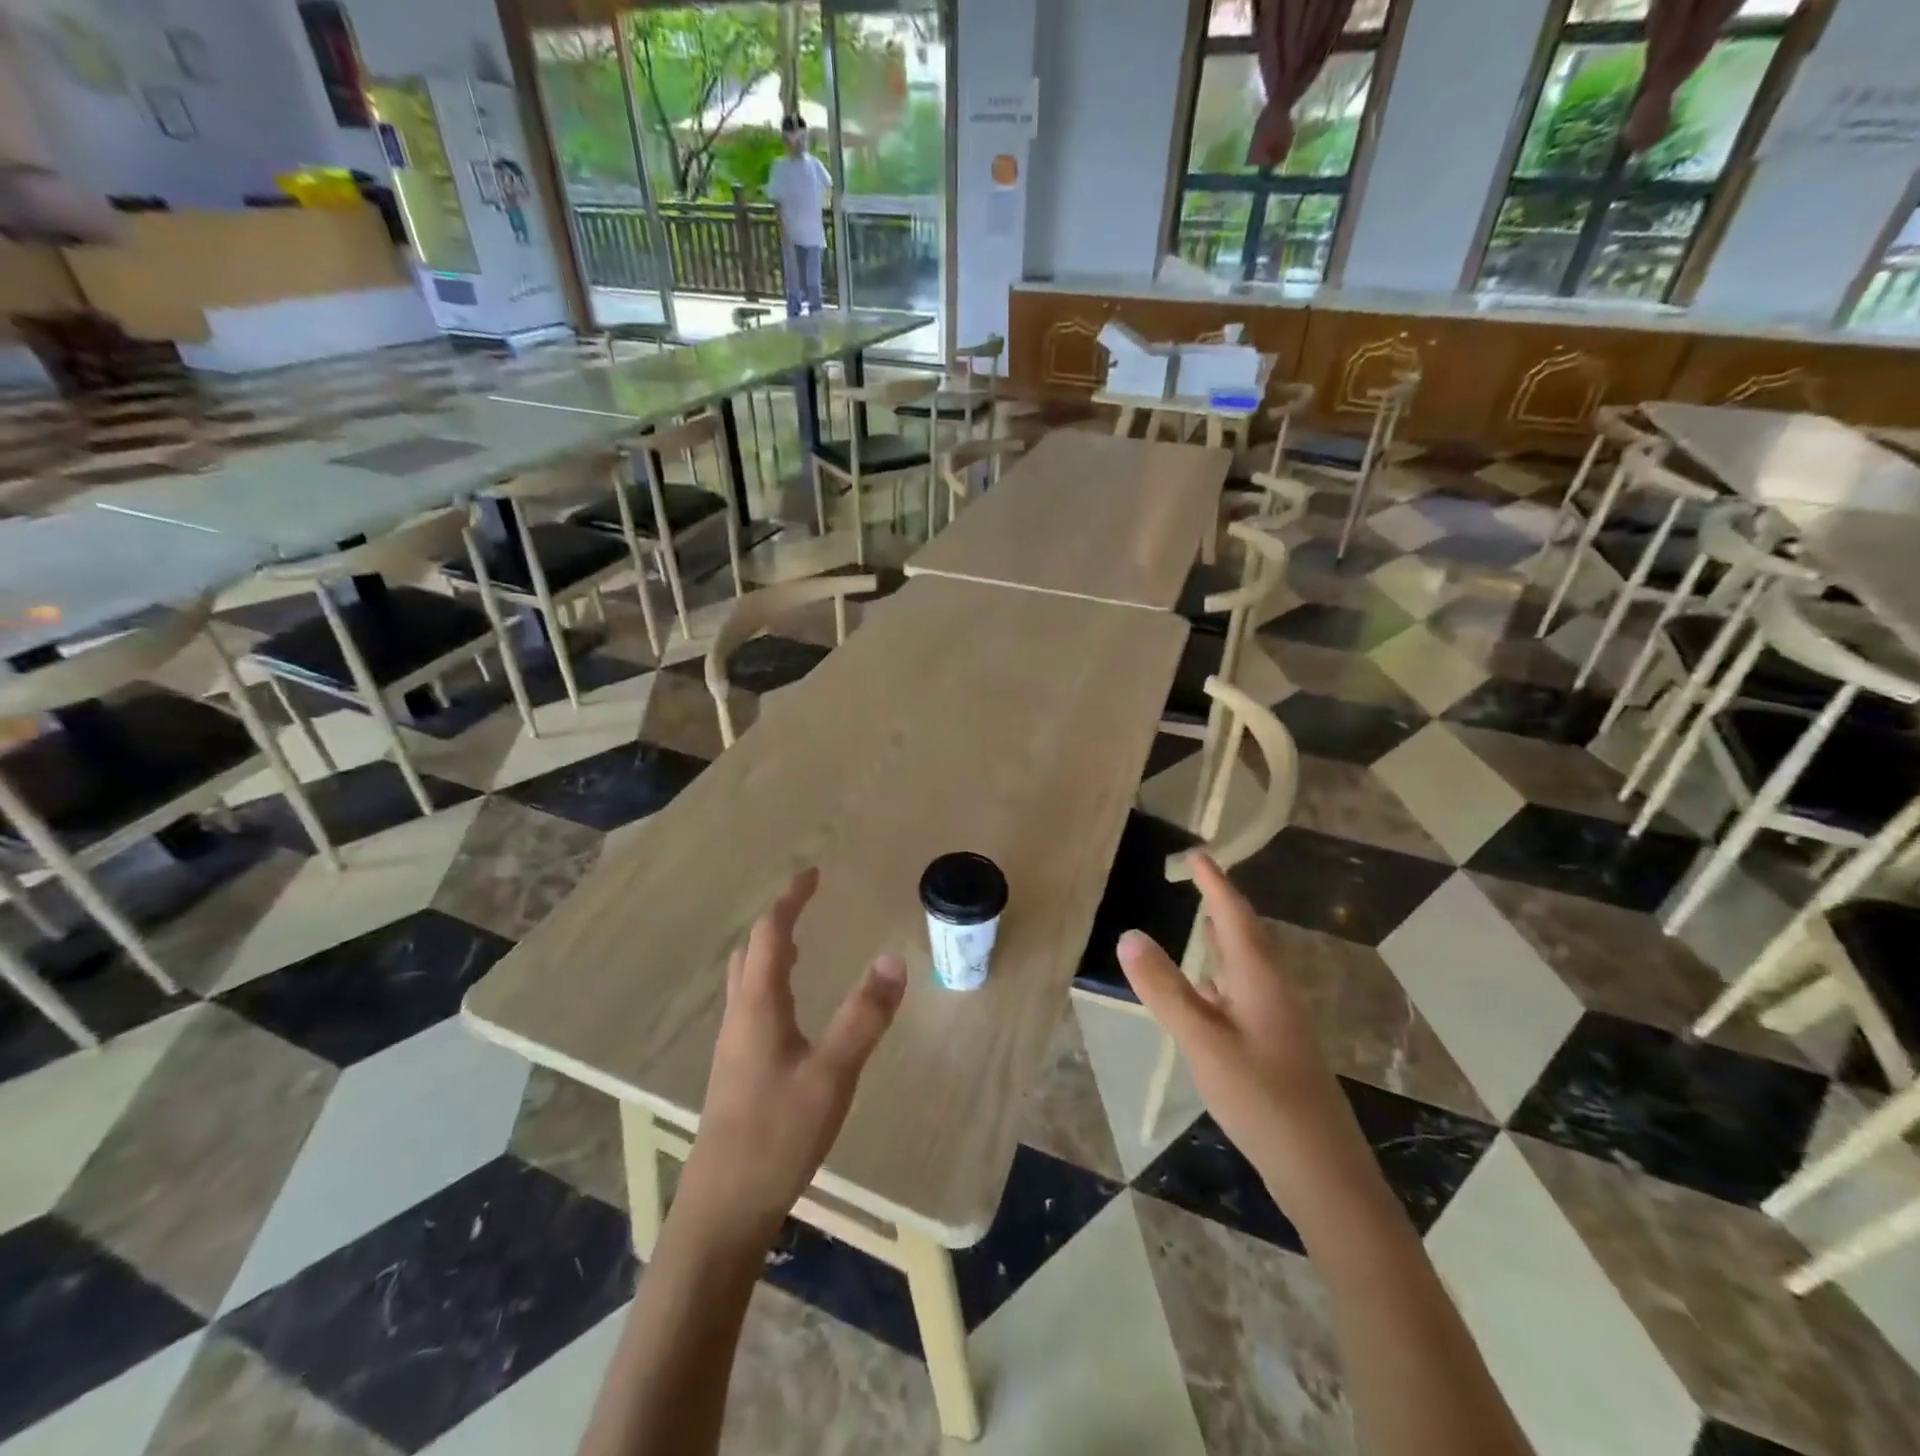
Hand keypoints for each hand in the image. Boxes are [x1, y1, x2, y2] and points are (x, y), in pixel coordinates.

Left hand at [682, 868, 906, 1237]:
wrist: (723, 1210)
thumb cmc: (776, 1136)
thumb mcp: (832, 1075)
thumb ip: (863, 1017)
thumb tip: (892, 959)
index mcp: (758, 1007)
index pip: (769, 935)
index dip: (789, 900)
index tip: (812, 874)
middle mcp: (739, 1018)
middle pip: (749, 953)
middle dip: (776, 922)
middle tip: (806, 906)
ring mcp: (733, 1048)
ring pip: (746, 982)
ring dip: (770, 953)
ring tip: (800, 946)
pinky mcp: (737, 1073)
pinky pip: (751, 1008)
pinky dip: (770, 985)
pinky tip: (792, 1011)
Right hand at [1118, 854, 1372, 1199]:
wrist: (1323, 1173)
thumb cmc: (1264, 1100)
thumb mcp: (1205, 1042)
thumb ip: (1166, 990)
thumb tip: (1129, 935)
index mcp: (1260, 980)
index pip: (1235, 916)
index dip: (1215, 883)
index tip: (1197, 853)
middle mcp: (1272, 992)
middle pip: (1245, 936)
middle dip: (1220, 905)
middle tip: (1195, 880)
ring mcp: (1275, 1022)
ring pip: (1244, 967)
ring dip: (1222, 940)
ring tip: (1198, 921)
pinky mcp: (1273, 1048)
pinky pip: (1240, 994)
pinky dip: (1219, 977)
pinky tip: (1205, 991)